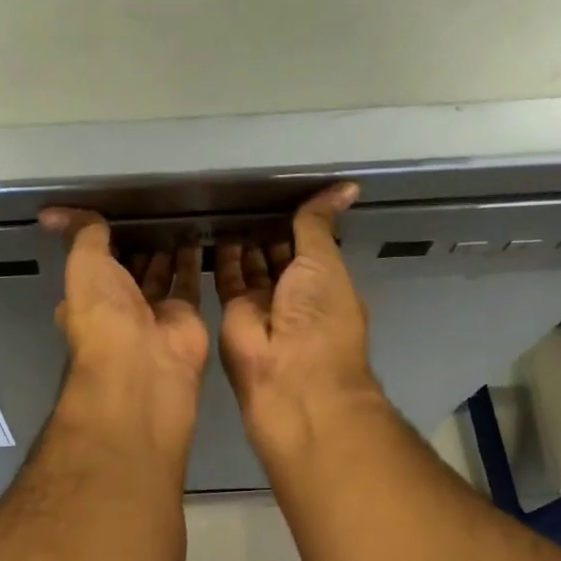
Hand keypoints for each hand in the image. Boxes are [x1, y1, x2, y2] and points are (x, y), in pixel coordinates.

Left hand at [39, 209, 209, 442]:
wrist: (144, 363)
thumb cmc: (104, 314)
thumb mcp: (83, 264)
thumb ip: (82, 234)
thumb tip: (53, 214)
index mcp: (88, 298)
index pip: (95, 262)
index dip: (102, 237)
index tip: (114, 208)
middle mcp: (119, 308)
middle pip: (130, 267)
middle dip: (139, 241)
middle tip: (153, 204)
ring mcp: (153, 313)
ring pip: (161, 272)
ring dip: (168, 247)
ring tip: (179, 210)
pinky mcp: (186, 316)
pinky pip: (190, 281)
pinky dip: (195, 259)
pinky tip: (200, 229)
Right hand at [216, 183, 378, 456]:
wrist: (289, 373)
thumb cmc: (320, 316)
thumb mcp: (325, 261)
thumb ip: (319, 224)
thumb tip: (347, 187)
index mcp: (326, 284)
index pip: (311, 246)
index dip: (301, 222)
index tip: (287, 192)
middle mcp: (295, 295)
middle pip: (279, 256)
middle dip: (269, 230)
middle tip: (251, 195)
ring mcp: (263, 306)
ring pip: (251, 266)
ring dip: (244, 241)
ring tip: (229, 204)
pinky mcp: (233, 313)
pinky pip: (226, 278)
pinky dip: (221, 256)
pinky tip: (214, 227)